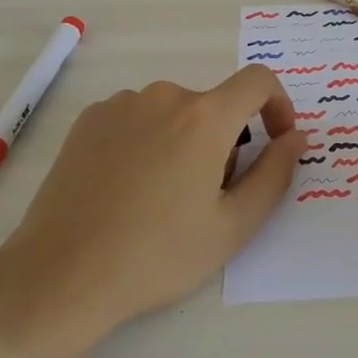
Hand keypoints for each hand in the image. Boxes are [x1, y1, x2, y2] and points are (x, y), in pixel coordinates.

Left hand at [0, 66, 304, 357]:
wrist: (61, 276)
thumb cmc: (157, 256)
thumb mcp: (233, 226)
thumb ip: (276, 174)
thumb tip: (296, 137)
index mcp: (204, 118)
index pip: (258, 81)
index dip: (278, 105)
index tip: (276, 141)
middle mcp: (163, 96)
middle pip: (214, 106)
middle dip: (226, 141)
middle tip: (209, 198)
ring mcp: (120, 105)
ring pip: (174, 114)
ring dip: (186, 142)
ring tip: (164, 199)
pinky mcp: (88, 120)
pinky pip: (137, 119)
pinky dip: (149, 142)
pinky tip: (128, 189)